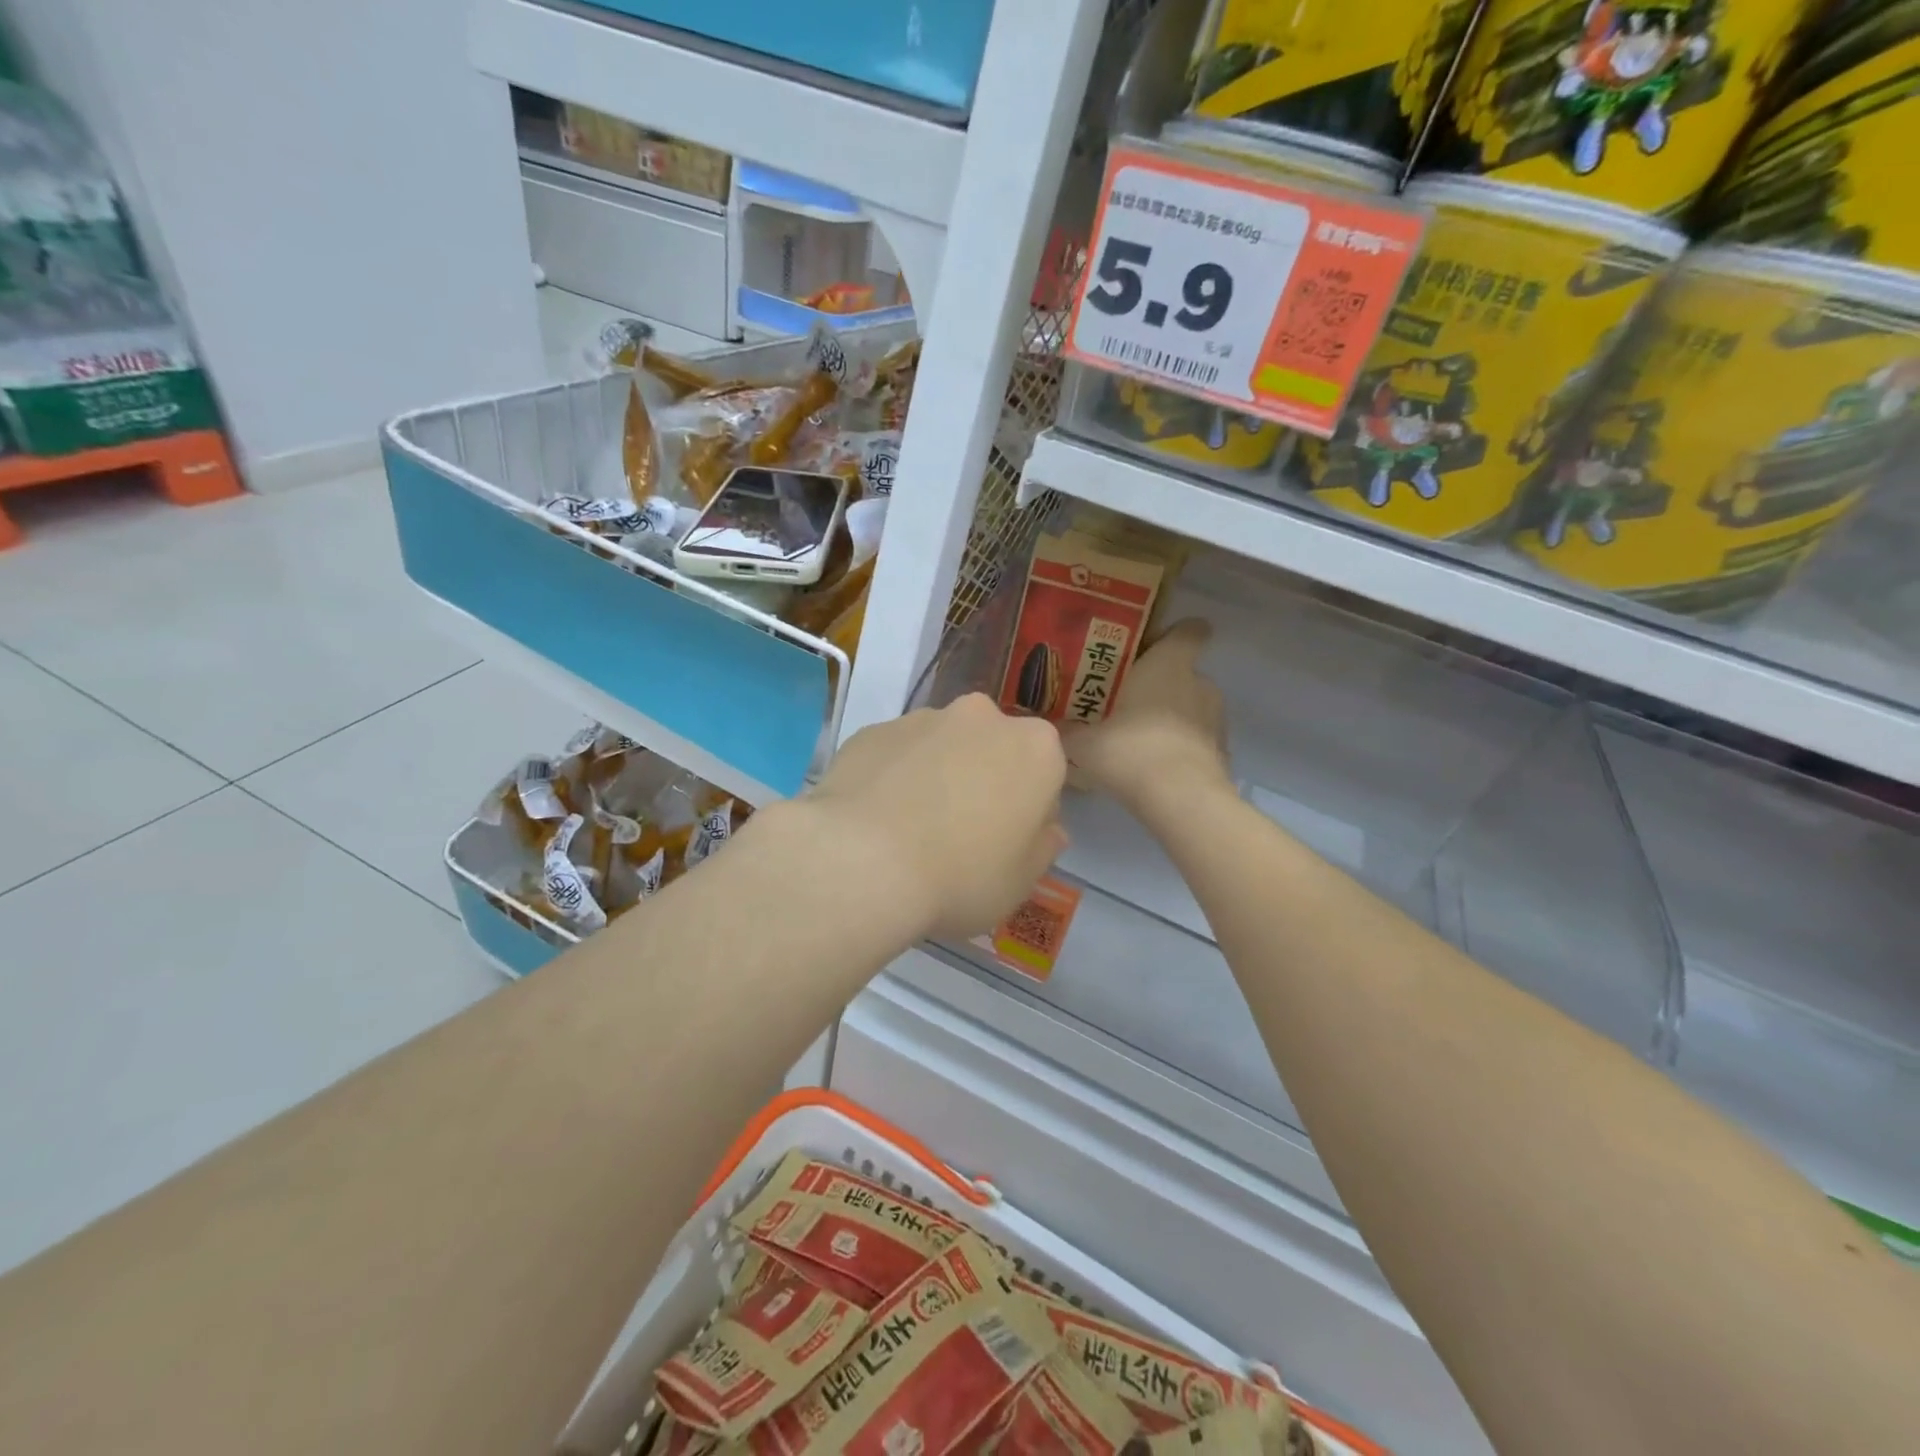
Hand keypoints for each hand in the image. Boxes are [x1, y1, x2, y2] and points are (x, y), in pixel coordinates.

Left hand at [804, 694, 1066, 939]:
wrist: (861, 860)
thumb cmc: (960, 876)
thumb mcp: (1020, 883)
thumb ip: (1042, 849)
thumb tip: (1046, 830)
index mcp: (1034, 749)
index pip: (1045, 775)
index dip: (1028, 812)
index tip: (1007, 845)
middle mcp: (983, 718)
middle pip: (993, 750)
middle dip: (984, 781)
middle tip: (960, 834)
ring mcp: (923, 718)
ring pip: (942, 747)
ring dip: (937, 775)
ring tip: (910, 830)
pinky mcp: (874, 729)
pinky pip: (896, 754)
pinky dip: (893, 776)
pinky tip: (875, 820)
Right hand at [1063, 619, 1230, 816]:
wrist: (1180, 800)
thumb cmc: (1131, 751)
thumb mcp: (1083, 742)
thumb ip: (1067, 730)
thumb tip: (1049, 724)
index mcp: (1168, 665)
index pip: (1190, 631)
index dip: (1176, 634)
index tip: (1155, 647)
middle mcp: (1199, 683)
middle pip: (1183, 673)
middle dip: (1159, 686)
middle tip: (1126, 704)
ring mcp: (1216, 718)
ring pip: (1192, 707)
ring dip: (1171, 718)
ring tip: (1140, 741)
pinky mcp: (1222, 751)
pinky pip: (1197, 740)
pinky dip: (1181, 748)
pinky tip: (1156, 768)